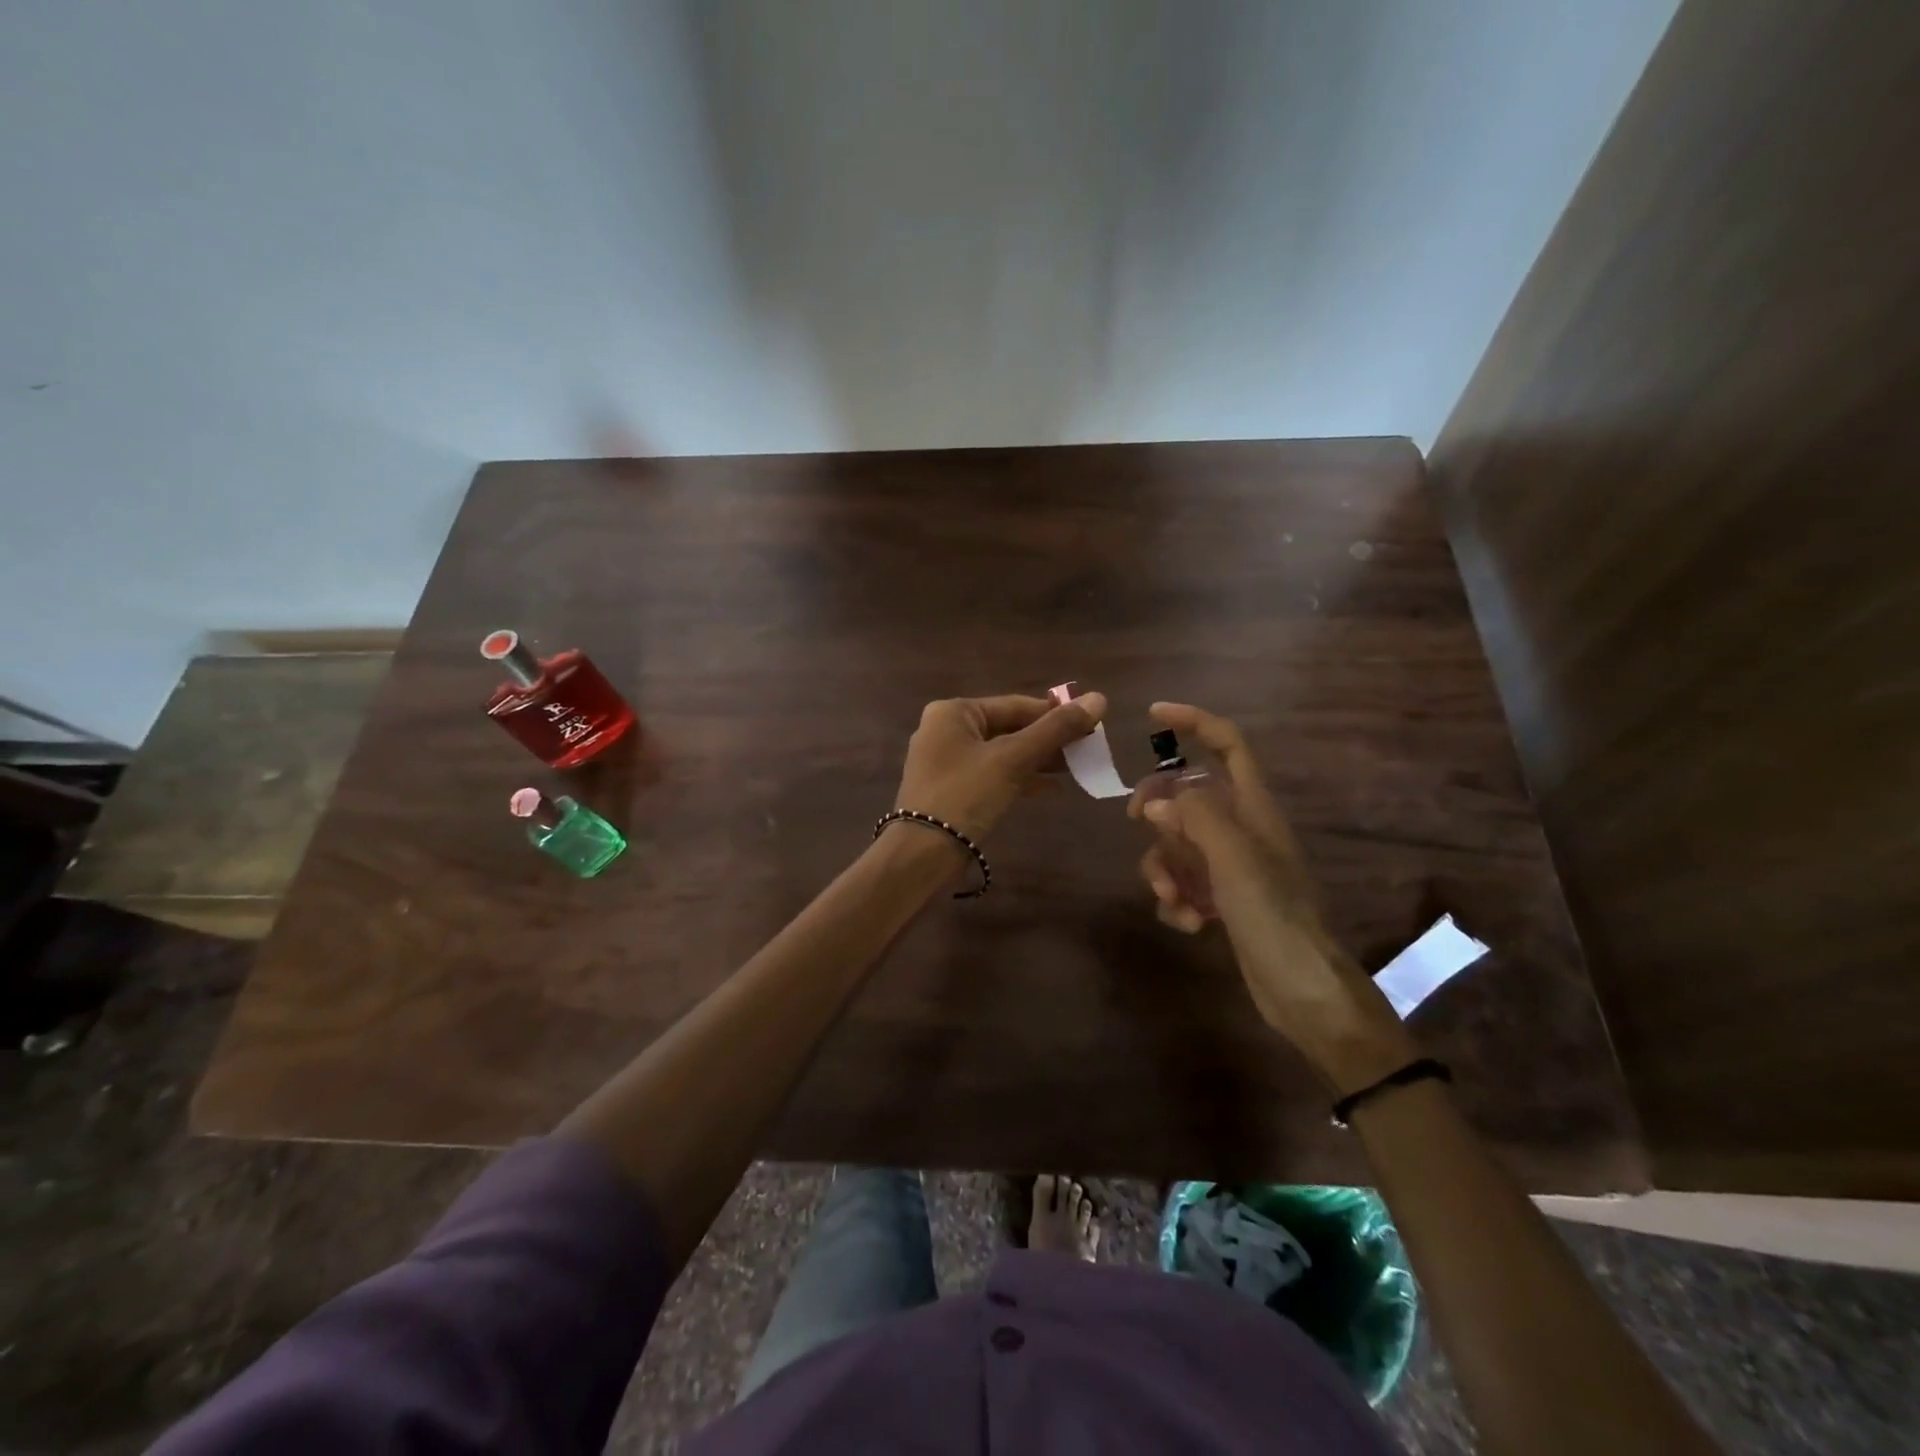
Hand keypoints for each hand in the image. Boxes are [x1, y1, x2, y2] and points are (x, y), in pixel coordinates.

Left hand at [894, 692, 1107, 842]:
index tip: (1092, 725)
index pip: (1015, 705)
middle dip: (1048, 740)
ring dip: (1038, 760)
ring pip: (1002, 753)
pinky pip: (993, 775)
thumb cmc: (965, 795)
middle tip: (1088, 750)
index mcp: (953, 712)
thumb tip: (1099, 699)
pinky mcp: (952, 790)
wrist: (922, 855)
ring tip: (1077, 768)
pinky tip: (1051, 790)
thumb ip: (1056, 730)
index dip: (1055, 714)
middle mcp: (945, 730)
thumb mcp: (1013, 759)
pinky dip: (1020, 779)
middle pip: (1009, 728)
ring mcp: (946, 762)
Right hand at [1128, 702, 1416, 1092]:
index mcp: (1253, 807)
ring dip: (1164, 867)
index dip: (1194, 722)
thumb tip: (1159, 801)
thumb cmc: (1273, 914)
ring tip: (1175, 899)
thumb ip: (1195, 816)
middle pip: (1187, 796)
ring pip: (1177, 844)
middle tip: (1138, 823)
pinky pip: (1182, 883)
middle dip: (1160, 811)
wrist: (1302, 989)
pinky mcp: (1222, 900)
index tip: (1153, 715)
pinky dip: (1176, 900)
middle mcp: (1241, 829)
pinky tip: (1190, 924)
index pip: (1228, 744)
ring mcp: (1231, 866)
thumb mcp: (1233, 857)